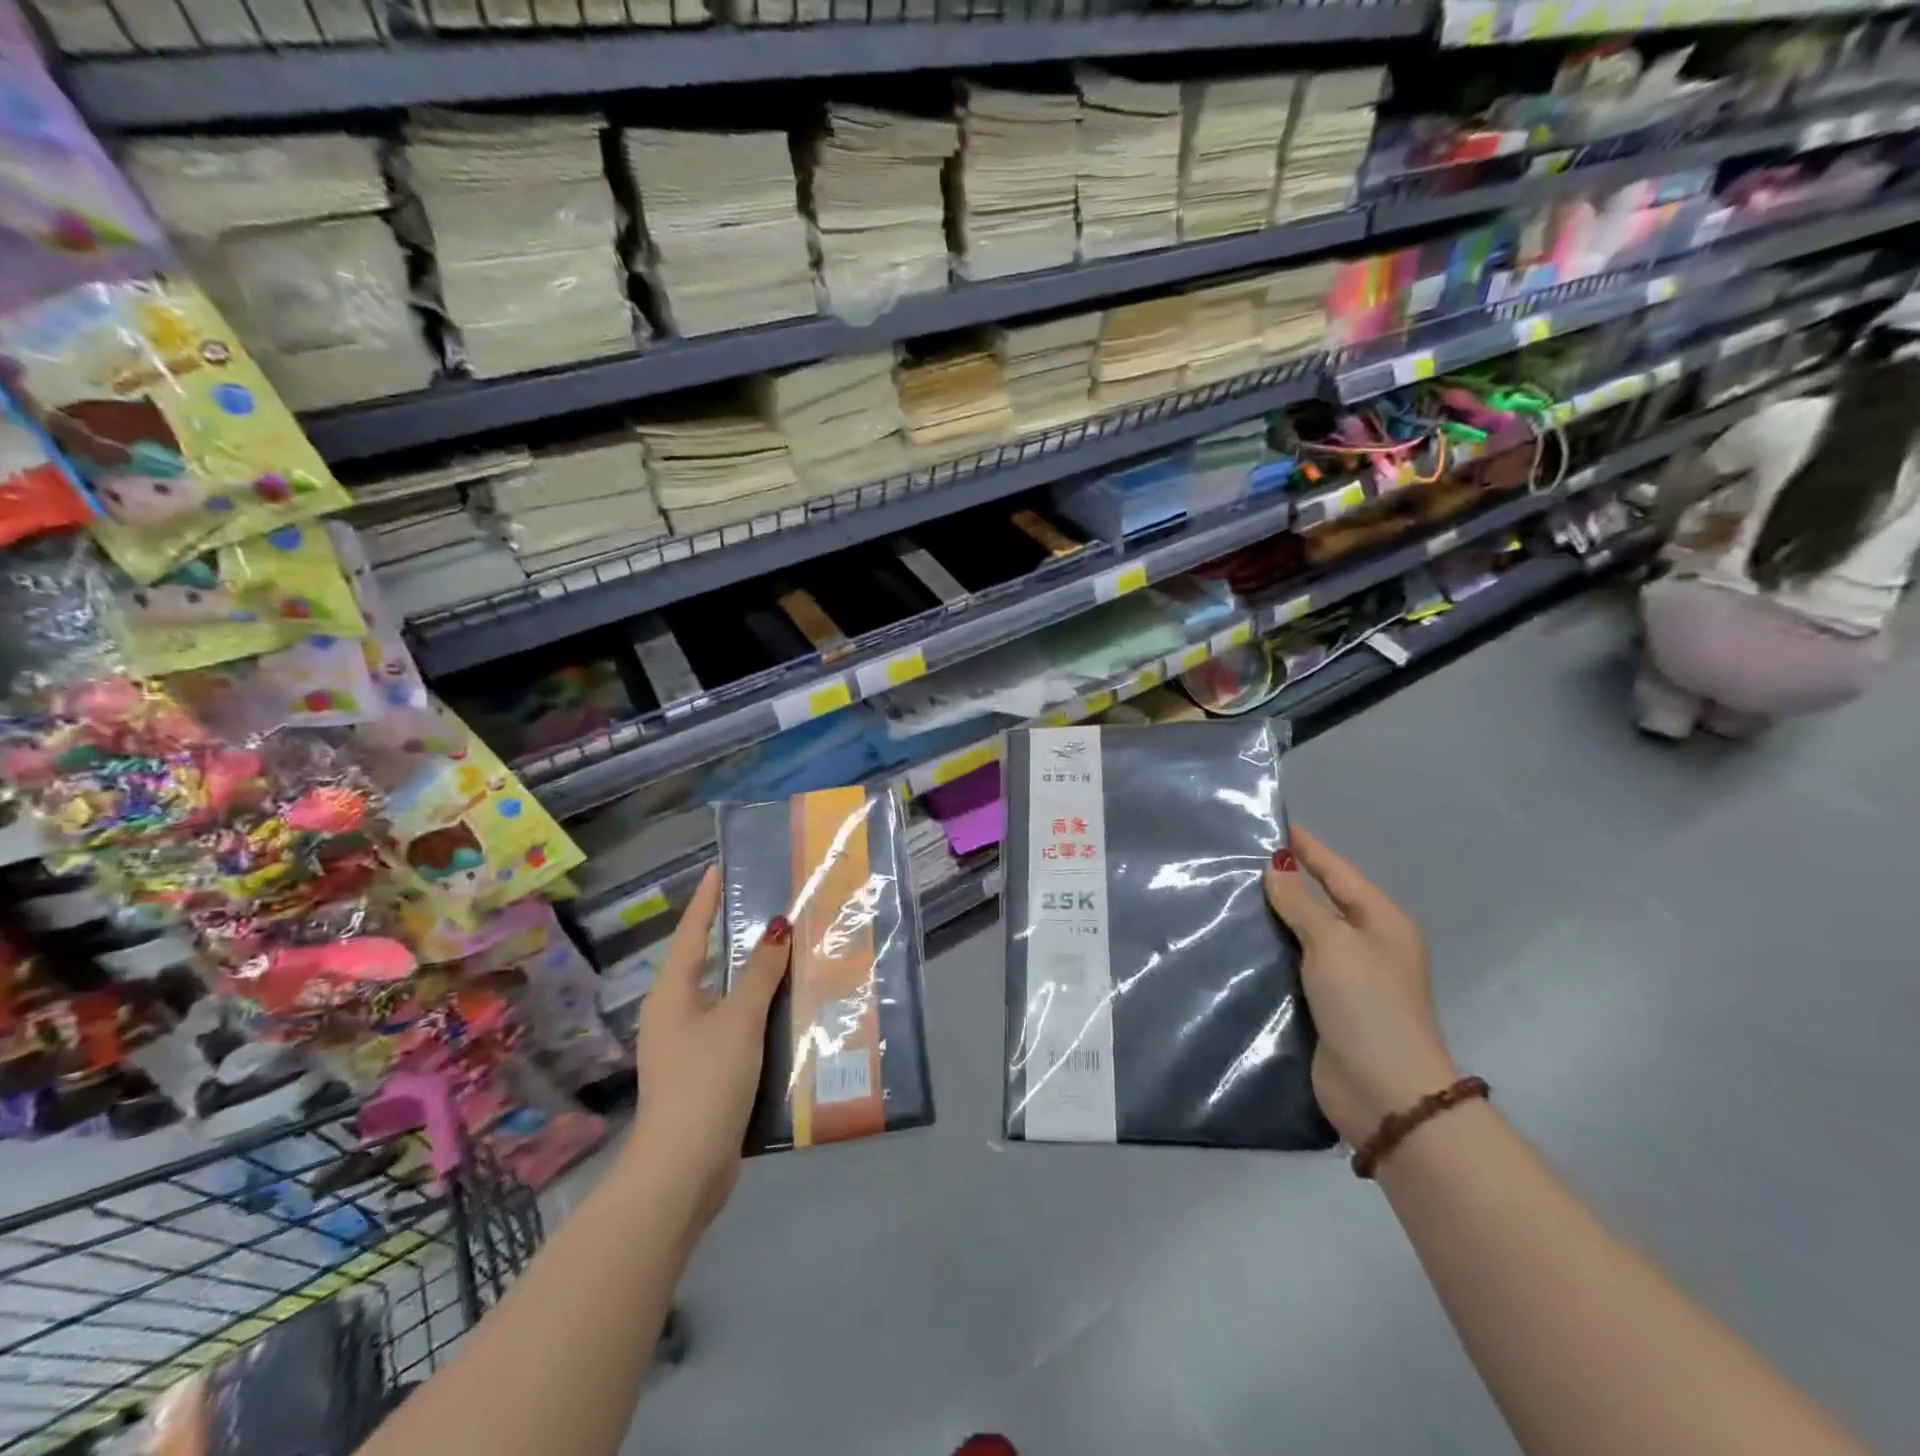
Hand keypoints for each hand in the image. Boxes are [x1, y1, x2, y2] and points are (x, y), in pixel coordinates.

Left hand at [627, 866, 790, 1231]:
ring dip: (753, 978)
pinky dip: (757, 1013)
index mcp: (672, 993)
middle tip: (770, 909)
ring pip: (724, 997)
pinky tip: (786, 1011)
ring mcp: (686, 1045)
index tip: (718, 867)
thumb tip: (777, 928)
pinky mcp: (704, 1072)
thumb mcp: (738, 1020)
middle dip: (735, 937)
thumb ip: (760, 974)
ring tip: (788, 954)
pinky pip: (733, 1027)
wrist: (683, 1169)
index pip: (693, 932)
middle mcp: (674, 1013)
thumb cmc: (706, 1080)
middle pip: (707, 963)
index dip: (706, 899)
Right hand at [1263, 826, 1459, 1145]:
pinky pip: (1293, 965)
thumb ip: (1301, 904)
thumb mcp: (1333, 943)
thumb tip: (1276, 867)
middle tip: (1238, 859)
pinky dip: (1271, 952)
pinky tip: (1239, 943)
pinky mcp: (1325, 1007)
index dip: (1308, 848)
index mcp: (1381, 922)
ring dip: (1273, 918)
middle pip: (1321, 901)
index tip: (1274, 824)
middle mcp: (1367, 945)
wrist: (1383, 1091)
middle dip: (1285, 881)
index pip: (1337, 871)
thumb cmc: (1366, 1004)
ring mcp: (1347, 978)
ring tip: (1229, 895)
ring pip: (1303, 934)